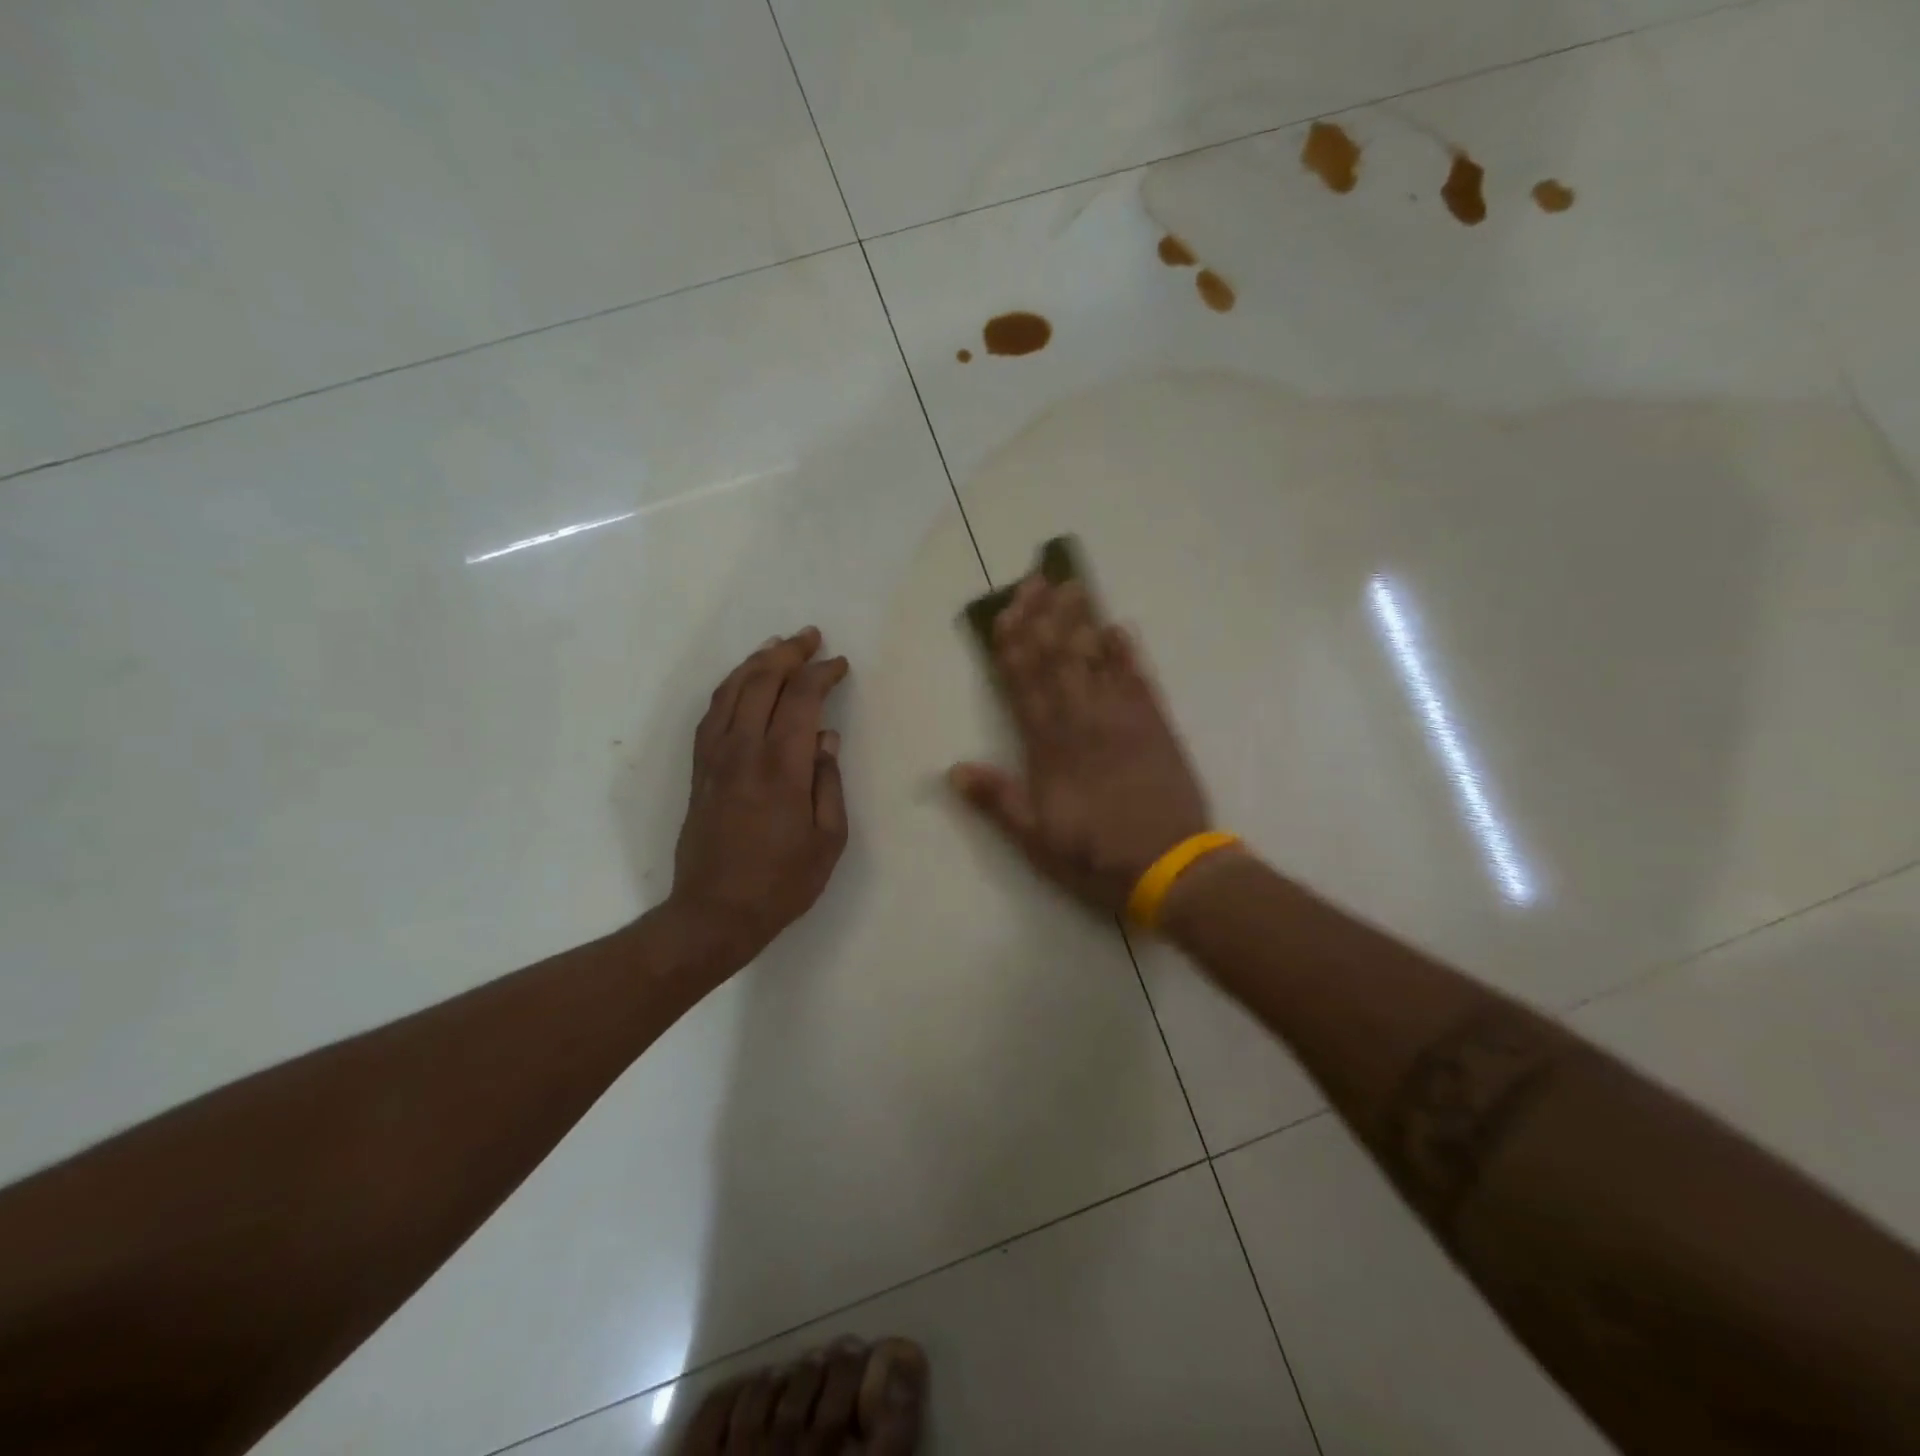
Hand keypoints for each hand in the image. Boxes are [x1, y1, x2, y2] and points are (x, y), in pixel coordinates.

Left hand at [668, 627, 850, 971]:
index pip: (800, 699)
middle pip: (760, 681)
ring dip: (755, 662)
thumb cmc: (782, 882)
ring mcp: (714, 758)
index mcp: (780, 766)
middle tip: (810, 637)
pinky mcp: (698, 770)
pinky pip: (711, 714)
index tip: (840, 665)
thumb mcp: (828, 839)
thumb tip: (825, 739)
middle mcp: (742, 751)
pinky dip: (729, 688)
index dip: (821, 674)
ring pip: (730, 691)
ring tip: (777, 647)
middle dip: (788, 653)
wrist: (714, 913)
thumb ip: (828, 782)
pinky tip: (742, 684)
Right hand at [948, 577, 1210, 913]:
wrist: (1171, 869)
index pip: (1024, 685)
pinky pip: (1139, 680)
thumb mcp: (1035, 840)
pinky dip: (1128, 654)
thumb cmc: (1095, 857)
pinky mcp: (1156, 726)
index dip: (1014, 645)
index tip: (1007, 610)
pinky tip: (1118, 628)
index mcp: (1048, 749)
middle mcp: (1082, 723)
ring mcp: (1122, 720)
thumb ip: (997, 800)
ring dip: (1081, 622)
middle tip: (1037, 579)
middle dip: (1044, 618)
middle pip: (1058, 660)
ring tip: (1072, 587)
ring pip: (1095, 661)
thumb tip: (953, 769)